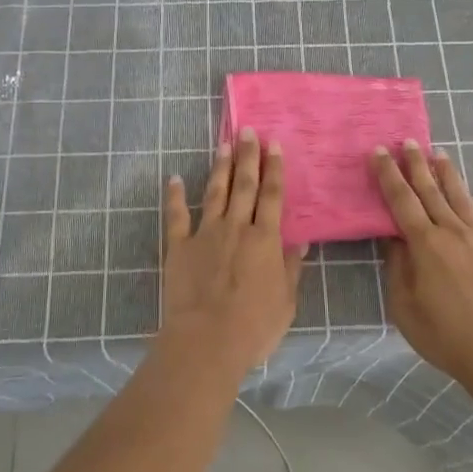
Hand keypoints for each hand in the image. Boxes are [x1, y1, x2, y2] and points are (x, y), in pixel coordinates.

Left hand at [160, 129, 307, 376]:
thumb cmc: (254, 326)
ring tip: (223, 144)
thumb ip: (291, 268)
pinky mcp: (179, 246)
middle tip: (247, 130)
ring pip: (215, 192)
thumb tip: (299, 241)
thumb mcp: (286, 301)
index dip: (274, 169)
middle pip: (244, 184)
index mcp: (265, 239)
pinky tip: (174, 178)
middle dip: (247, 156)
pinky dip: (175, 196)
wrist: (206, 340)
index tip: (274, 144)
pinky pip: (176, 216)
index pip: (272, 195)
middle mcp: (237, 227)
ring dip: (220, 167)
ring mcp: (205, 234)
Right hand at [373, 141, 472, 388]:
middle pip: (431, 191)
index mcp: (425, 244)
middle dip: (416, 165)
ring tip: (440, 154)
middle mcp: (453, 232)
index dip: (388, 174)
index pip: (401, 200)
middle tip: (408, 141)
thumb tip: (393, 238)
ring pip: (462, 198)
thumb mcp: (406, 307)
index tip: (379, 152)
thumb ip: (397, 268)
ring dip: (449, 175)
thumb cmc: (446, 336)